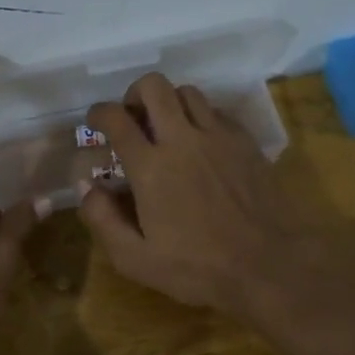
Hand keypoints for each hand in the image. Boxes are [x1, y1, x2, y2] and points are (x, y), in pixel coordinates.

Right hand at [79, 74, 319, 316]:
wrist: (268, 266)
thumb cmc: (197, 268)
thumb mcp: (135, 258)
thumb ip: (102, 219)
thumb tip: (87, 185)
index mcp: (151, 167)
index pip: (116, 118)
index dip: (99, 113)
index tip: (96, 122)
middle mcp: (183, 139)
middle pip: (154, 86)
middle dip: (134, 94)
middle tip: (132, 118)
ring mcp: (218, 136)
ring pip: (187, 92)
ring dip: (169, 103)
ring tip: (167, 128)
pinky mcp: (245, 142)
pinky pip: (217, 111)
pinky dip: (201, 117)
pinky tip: (201, 143)